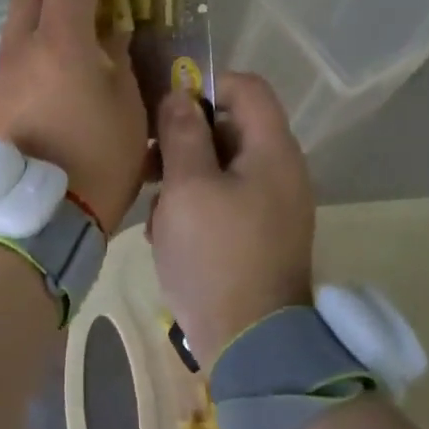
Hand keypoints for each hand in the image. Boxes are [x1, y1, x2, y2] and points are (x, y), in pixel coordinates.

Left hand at [0, 0, 147, 231]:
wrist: (36, 216)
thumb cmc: (95, 161)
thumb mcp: (127, 106)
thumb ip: (118, 57)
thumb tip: (110, 30)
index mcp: (60, 43)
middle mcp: (23, 43)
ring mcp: (5, 64)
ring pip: (20, 1)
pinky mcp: (0, 85)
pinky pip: (19, 27)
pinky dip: (40, 4)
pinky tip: (59, 11)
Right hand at [151, 73, 314, 364]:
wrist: (250, 343)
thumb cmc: (216, 256)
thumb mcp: (188, 187)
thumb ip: (182, 134)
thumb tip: (179, 95)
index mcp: (272, 151)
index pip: (247, 87)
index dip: (205, 85)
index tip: (165, 107)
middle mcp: (280, 171)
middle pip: (230, 128)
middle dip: (185, 139)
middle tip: (147, 160)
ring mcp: (272, 205)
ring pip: (221, 167)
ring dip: (184, 178)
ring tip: (155, 207)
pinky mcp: (259, 234)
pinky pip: (225, 200)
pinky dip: (196, 206)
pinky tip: (169, 234)